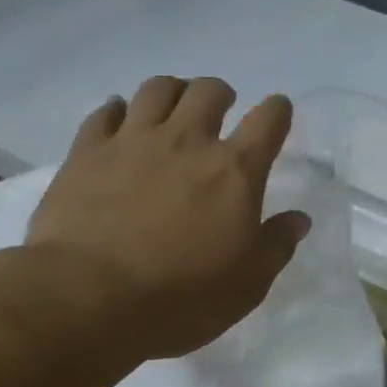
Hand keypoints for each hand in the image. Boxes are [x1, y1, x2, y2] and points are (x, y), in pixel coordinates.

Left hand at [25, 77, 309, 362]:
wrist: (89, 297)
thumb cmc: (180, 298)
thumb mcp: (246, 284)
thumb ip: (275, 245)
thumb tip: (299, 219)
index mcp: (234, 171)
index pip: (268, 122)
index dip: (277, 111)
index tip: (278, 111)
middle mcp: (187, 141)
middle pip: (208, 91)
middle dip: (220, 93)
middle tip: (219, 108)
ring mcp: (133, 140)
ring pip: (157, 89)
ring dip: (172, 91)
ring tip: (172, 105)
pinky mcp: (88, 151)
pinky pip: (105, 112)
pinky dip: (117, 110)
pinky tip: (118, 118)